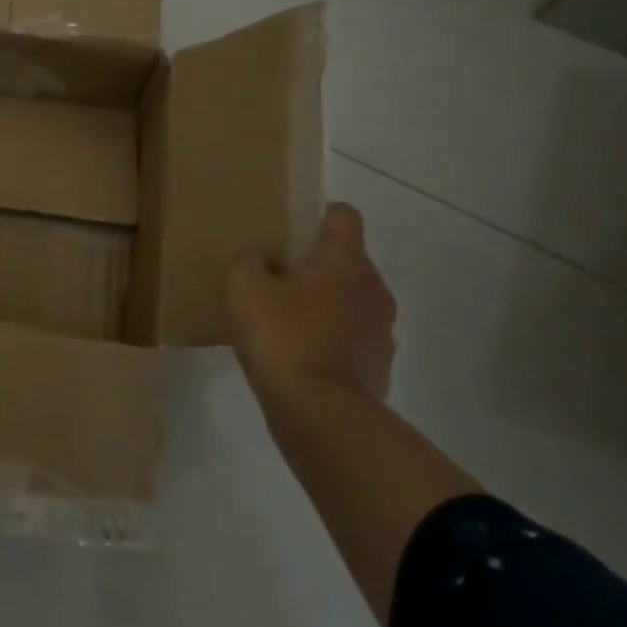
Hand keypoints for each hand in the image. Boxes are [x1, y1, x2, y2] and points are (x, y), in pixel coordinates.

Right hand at [227, 203, 396, 401]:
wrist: (319, 412)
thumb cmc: (282, 335)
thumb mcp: (245, 286)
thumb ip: (250, 261)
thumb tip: (262, 259)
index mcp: (345, 260)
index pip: (344, 216)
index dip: (320, 214)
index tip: (294, 226)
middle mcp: (373, 288)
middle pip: (347, 261)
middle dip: (316, 265)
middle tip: (276, 277)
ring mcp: (381, 330)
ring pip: (350, 301)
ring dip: (324, 304)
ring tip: (284, 320)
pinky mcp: (379, 367)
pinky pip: (350, 339)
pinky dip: (329, 340)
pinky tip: (297, 354)